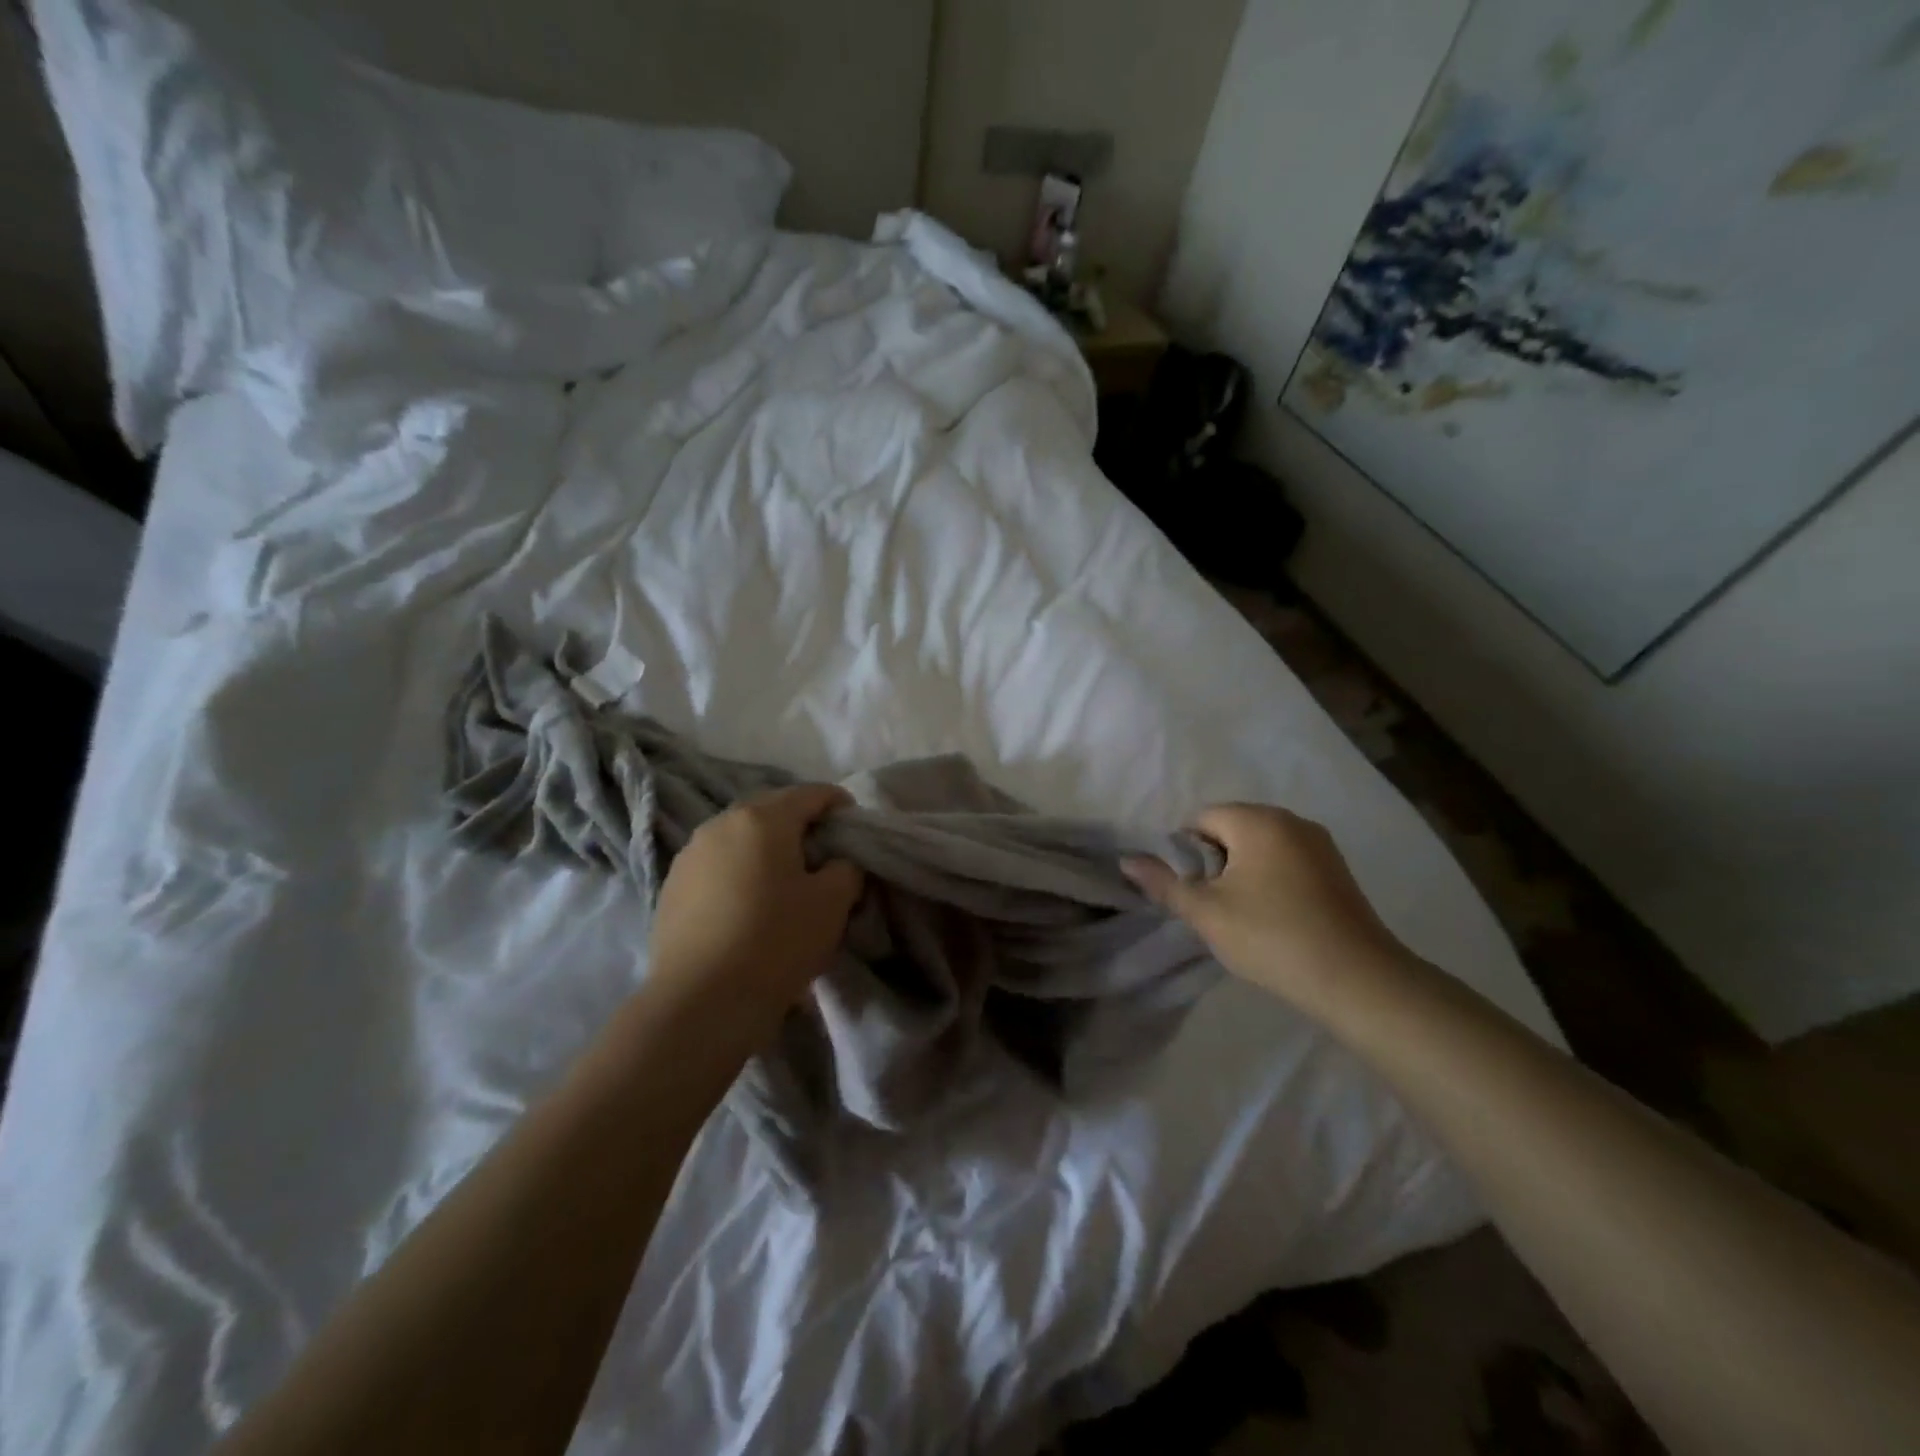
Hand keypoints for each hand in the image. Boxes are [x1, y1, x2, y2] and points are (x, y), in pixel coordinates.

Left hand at [647, 784, 864, 1020]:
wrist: (700, 1002)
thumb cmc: (776, 941)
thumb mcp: (833, 903)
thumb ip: (846, 869)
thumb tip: (837, 863)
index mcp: (763, 818)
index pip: (811, 794)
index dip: (839, 804)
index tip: (855, 826)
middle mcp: (720, 824)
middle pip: (772, 811)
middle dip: (801, 826)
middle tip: (824, 856)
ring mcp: (690, 855)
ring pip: (741, 839)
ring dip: (767, 851)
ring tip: (785, 882)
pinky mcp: (671, 887)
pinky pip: (718, 866)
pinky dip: (740, 873)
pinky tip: (749, 906)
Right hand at [1123, 803, 1412, 1013]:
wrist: (1357, 980)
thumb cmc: (1271, 937)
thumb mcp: (1206, 912)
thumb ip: (1164, 883)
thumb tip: (1127, 860)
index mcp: (1258, 820)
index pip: (1202, 818)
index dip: (1186, 852)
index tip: (1192, 891)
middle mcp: (1291, 820)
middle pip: (1232, 828)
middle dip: (1214, 861)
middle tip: (1213, 906)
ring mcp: (1320, 844)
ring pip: (1260, 846)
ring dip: (1242, 872)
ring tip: (1242, 915)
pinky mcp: (1337, 869)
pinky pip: (1287, 860)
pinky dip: (1270, 879)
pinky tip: (1273, 917)